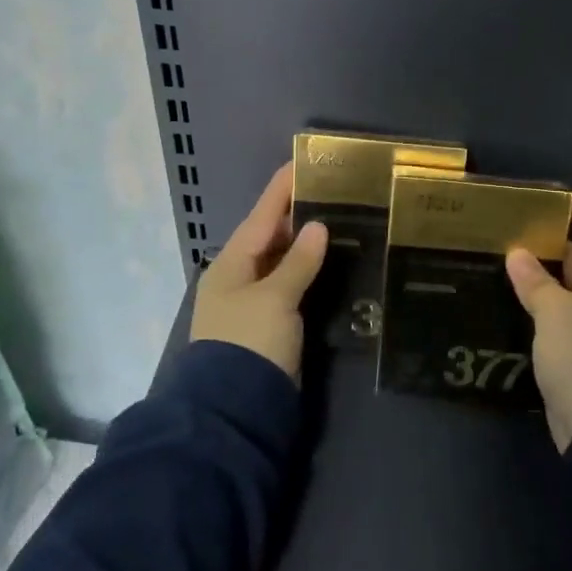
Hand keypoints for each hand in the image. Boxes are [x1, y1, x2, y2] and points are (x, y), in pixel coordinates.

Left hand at [189, 161, 328, 380]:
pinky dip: (308, 271)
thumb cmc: (251, 342)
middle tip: (332, 190)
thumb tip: (318, 226)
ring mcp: (254, 302)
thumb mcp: (275, 298)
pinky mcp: (270, 324)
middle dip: (298, 213)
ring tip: (338, 217)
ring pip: (282, 261)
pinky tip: (330, 262)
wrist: (237, 408)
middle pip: (271, 236)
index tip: (302, 162)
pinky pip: (290, 285)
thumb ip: (298, 262)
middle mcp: (240, 277)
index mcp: (232, 263)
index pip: (262, 216)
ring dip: (305, 243)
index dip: (282, 189)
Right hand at [506, 193, 571, 451]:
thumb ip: (535, 281)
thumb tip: (518, 254)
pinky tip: (509, 307)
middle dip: (549, 241)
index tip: (541, 205)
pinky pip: (562, 317)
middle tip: (506, 236)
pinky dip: (540, 308)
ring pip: (570, 287)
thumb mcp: (555, 312)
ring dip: (540, 277)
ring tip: (498, 267)